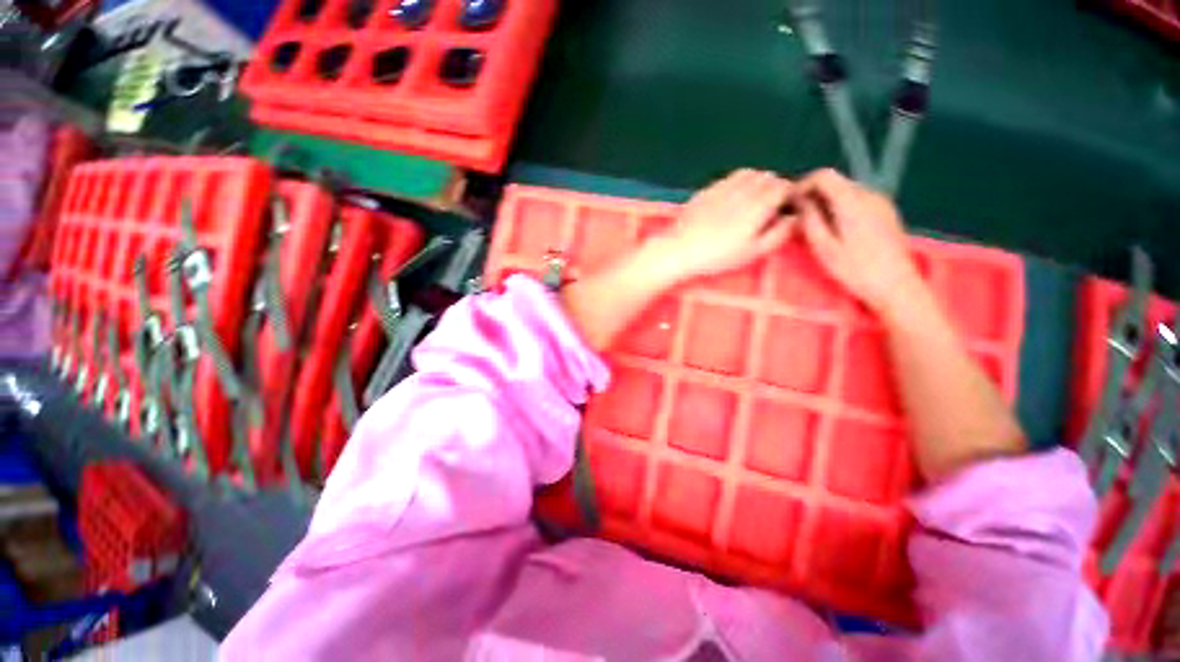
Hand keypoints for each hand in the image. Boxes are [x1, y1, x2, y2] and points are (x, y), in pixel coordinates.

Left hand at [644, 169, 796, 284]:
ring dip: (756, 182)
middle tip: (770, 206)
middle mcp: (743, 189)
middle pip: (768, 177)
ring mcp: (723, 186)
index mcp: (759, 204)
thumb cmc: (718, 256)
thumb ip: (779, 233)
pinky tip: (732, 198)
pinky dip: (738, 183)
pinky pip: (729, 178)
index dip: (789, 195)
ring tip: (752, 200)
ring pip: (749, 173)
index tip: (786, 208)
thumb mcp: (753, 252)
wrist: (680, 249)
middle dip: (774, 187)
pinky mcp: (707, 189)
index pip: (784, 186)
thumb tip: (794, 217)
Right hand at [794, 168, 924, 315]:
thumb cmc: (855, 269)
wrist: (896, 285)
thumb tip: (799, 201)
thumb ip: (810, 219)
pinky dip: (841, 207)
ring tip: (814, 225)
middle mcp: (869, 194)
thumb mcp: (824, 247)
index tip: (789, 203)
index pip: (824, 175)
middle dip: (813, 194)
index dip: (803, 184)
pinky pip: (858, 200)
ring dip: (826, 202)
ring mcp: (881, 202)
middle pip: (836, 182)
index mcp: (852, 201)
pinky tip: (835, 229)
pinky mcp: (886, 212)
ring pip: (846, 191)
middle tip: (797, 217)